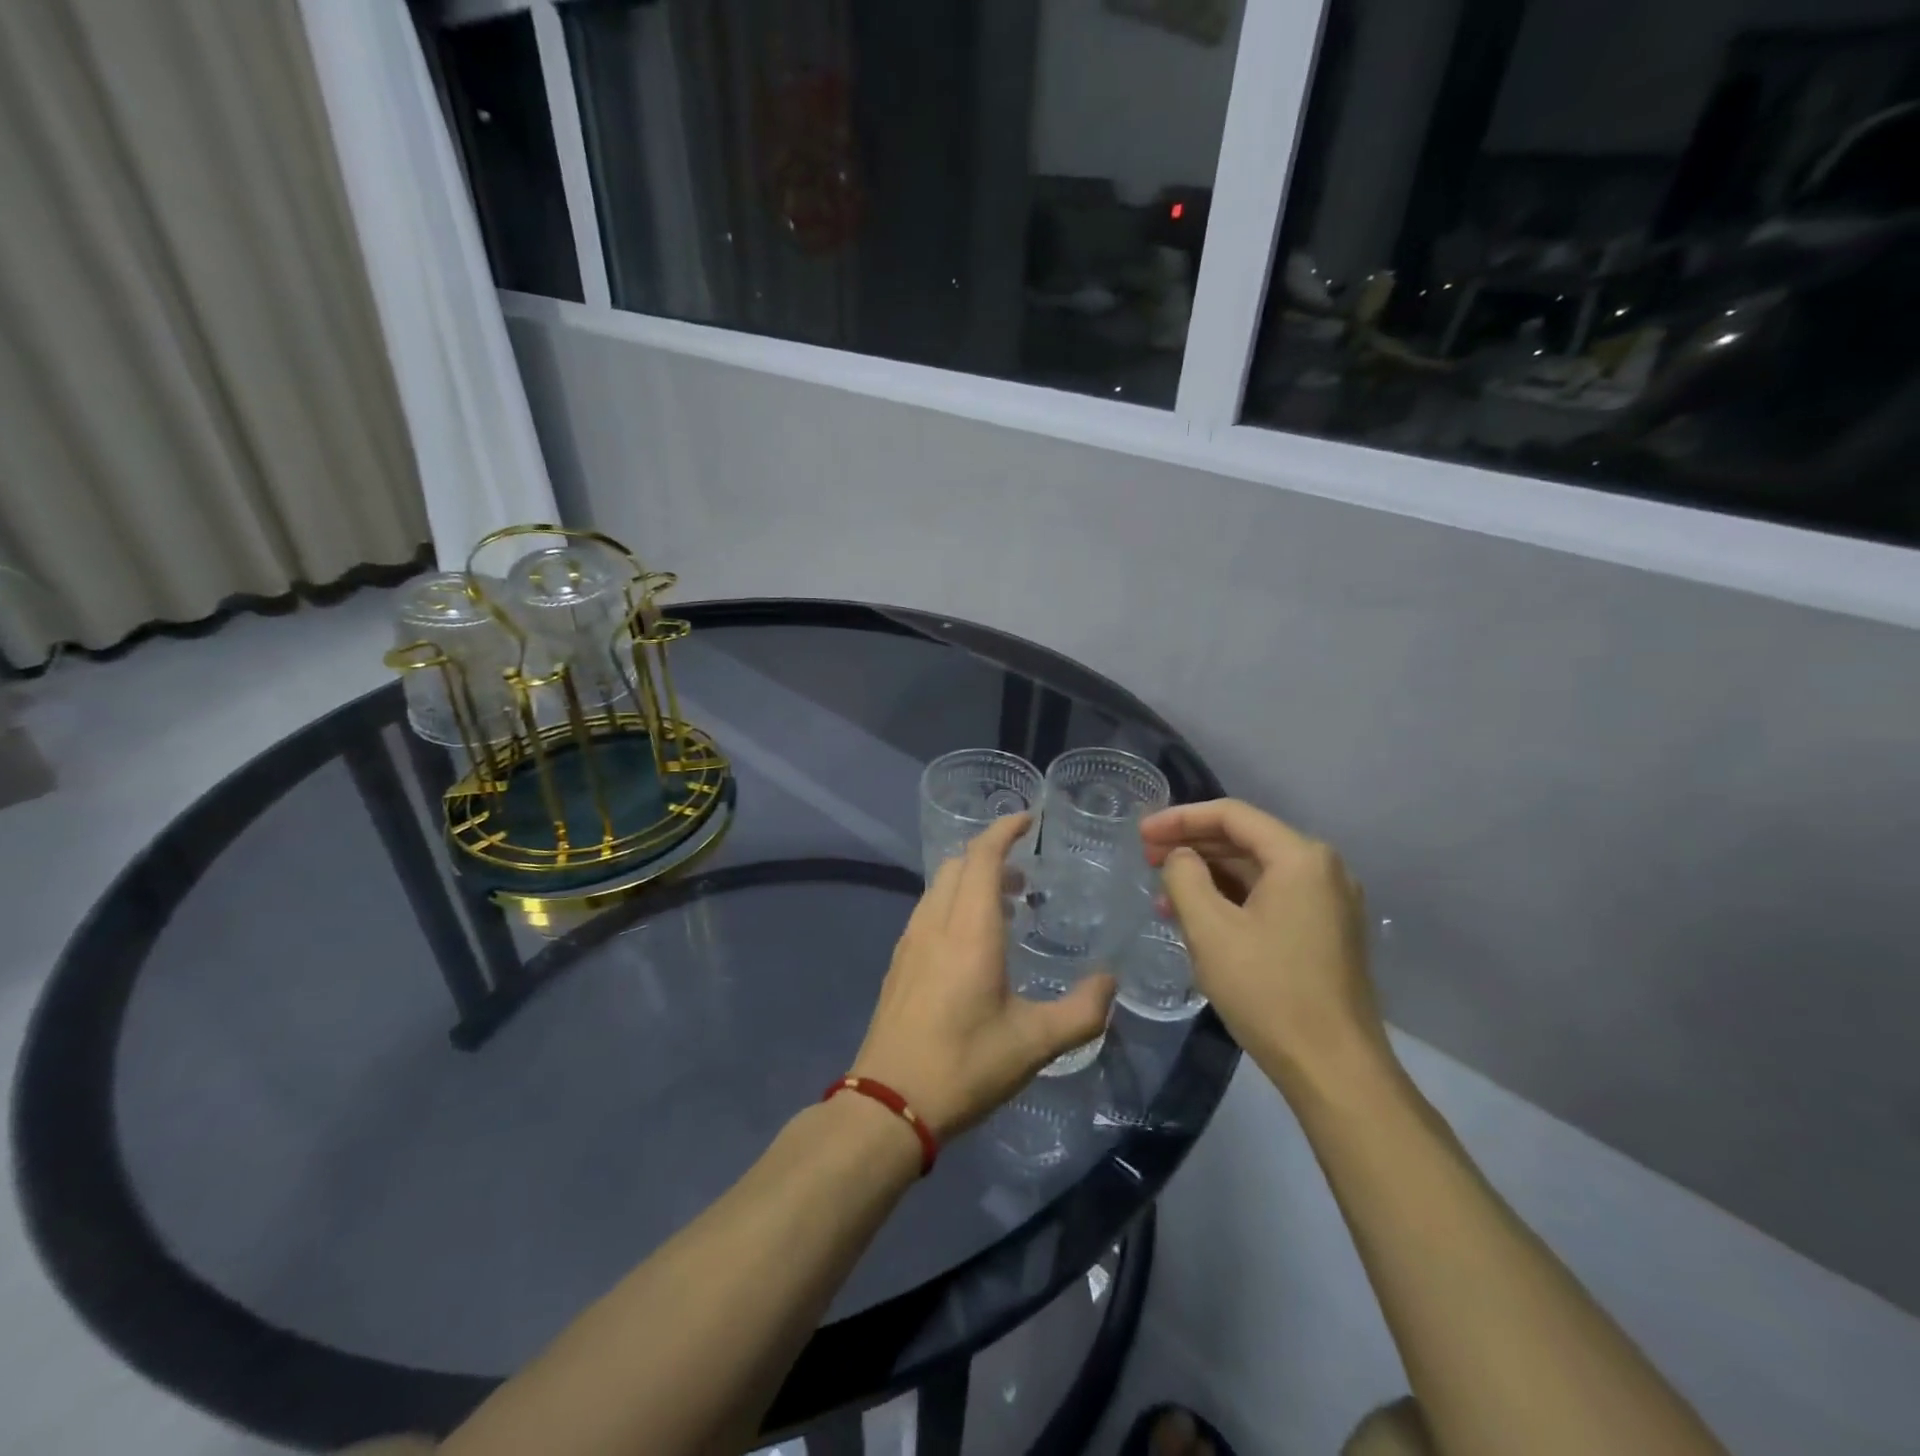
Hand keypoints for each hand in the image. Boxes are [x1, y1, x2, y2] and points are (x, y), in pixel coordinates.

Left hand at [851, 815, 1114, 1139]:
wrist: (888, 1103)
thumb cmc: (964, 1065)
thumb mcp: (1034, 1044)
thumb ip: (1081, 1011)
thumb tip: (1110, 983)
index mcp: (969, 930)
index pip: (982, 857)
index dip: (1004, 830)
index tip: (1028, 819)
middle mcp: (936, 924)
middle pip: (959, 865)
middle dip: (991, 855)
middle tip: (1026, 874)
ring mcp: (911, 942)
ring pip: (940, 886)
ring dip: (971, 879)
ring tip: (1005, 905)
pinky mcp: (899, 963)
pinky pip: (928, 910)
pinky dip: (953, 902)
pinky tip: (972, 941)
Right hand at [1140, 799, 1384, 1093]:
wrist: (1334, 1070)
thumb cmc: (1268, 991)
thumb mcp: (1210, 930)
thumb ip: (1184, 878)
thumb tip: (1180, 857)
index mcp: (1300, 857)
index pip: (1231, 815)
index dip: (1179, 818)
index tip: (1141, 834)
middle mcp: (1322, 869)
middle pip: (1245, 839)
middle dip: (1192, 845)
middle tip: (1146, 858)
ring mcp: (1328, 902)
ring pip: (1256, 871)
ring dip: (1208, 876)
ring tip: (1162, 892)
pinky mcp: (1325, 931)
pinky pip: (1270, 898)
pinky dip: (1231, 899)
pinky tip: (1196, 917)